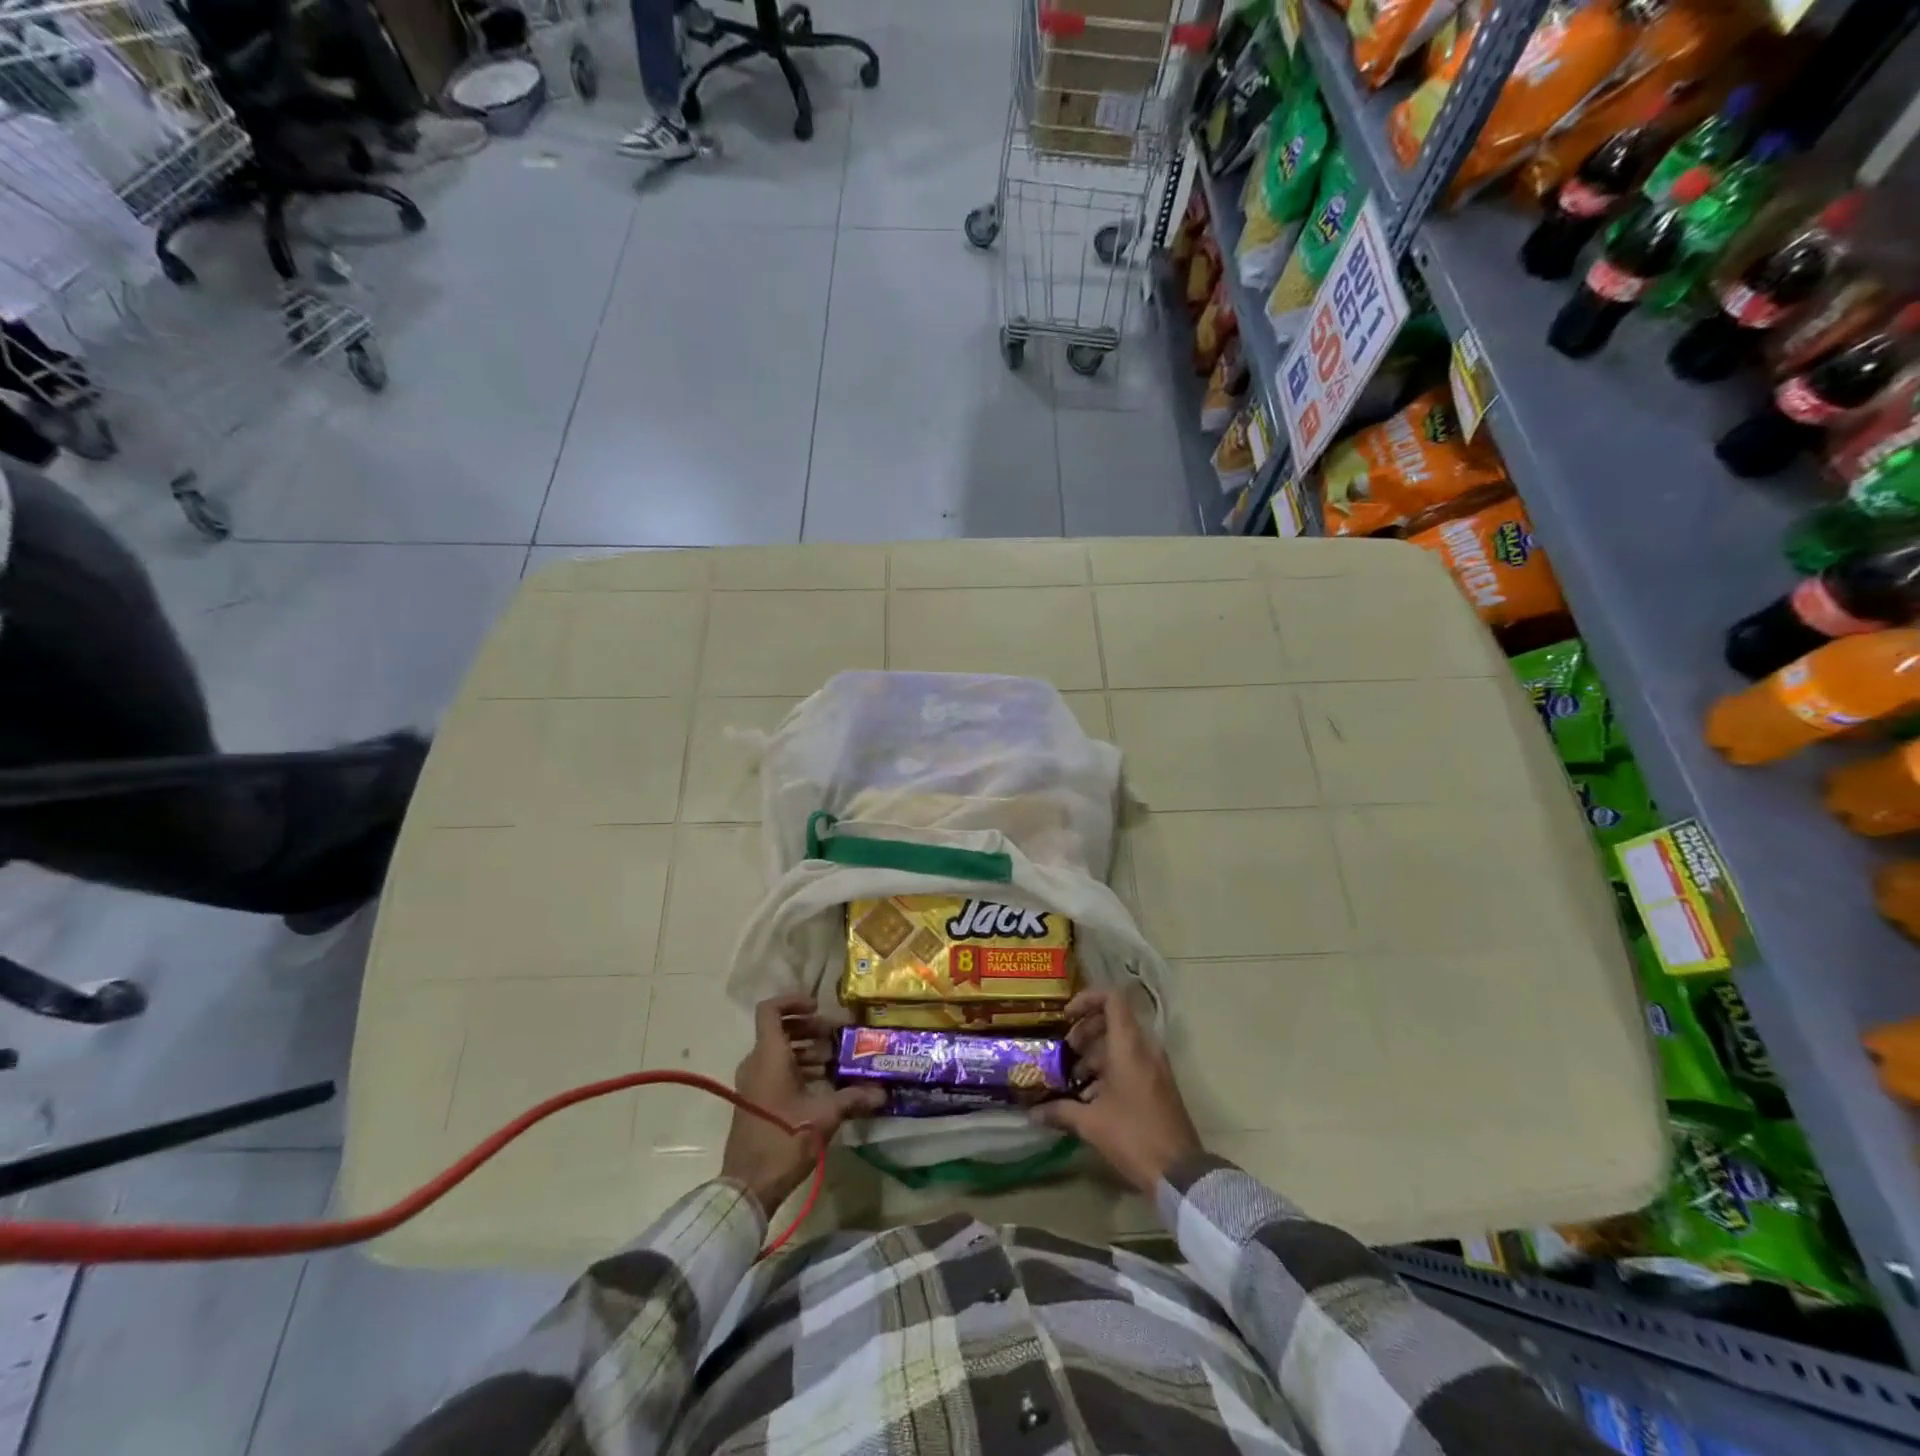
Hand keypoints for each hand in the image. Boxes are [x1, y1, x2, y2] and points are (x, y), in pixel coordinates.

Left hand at [721, 994, 883, 1217]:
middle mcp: (756, 1062)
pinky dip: (798, 1068)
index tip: (819, 1008)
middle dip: (810, 1029)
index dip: (794, 1001)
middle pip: (780, 1029)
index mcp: (768, 1056)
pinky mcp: (756, 1100)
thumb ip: (853, 1098)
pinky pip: (776, 1070)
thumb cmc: (784, 1141)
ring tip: (836, 1061)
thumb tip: (882, 1092)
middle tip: (838, 1037)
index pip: (771, 1010)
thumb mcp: (823, 1117)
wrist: (748, 1187)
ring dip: (807, 1050)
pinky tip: (824, 1083)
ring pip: (779, 1051)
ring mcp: (753, 1082)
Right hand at [1036, 988, 1202, 1194]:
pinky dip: (1110, 1070)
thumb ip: (1060, 1111)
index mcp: (1129, 1047)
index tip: (1066, 1017)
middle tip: (1066, 1053)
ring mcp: (1155, 1067)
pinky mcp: (1159, 1085)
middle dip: (1085, 1032)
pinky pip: (1131, 1062)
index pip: (1111, 999)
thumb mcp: (1091, 1123)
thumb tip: (1032, 1112)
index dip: (1086, 1000)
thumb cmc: (1133, 1137)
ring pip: (1121, 1044)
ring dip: (1095, 1055)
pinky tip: (1092, 1098)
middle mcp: (1145, 1049)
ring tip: (1075, 1081)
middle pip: (1113, 1020)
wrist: (1180, 1173)